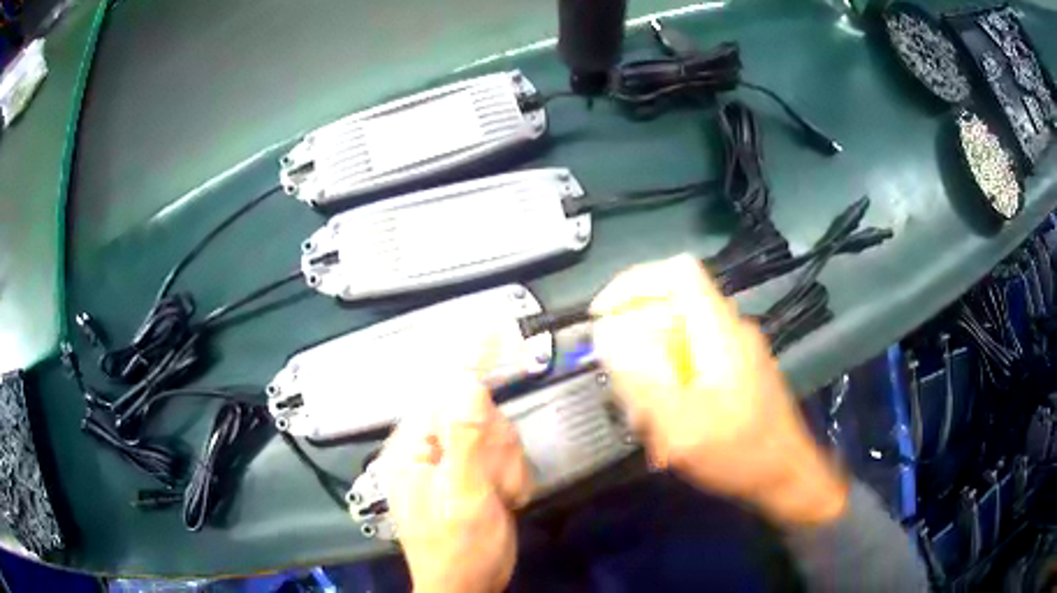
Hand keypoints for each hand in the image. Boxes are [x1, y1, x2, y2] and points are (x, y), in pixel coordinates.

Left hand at [382, 368, 533, 592]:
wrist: (468, 586)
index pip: (442, 388)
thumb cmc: (459, 548)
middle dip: (495, 444)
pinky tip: (503, 500)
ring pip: (495, 433)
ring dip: (506, 465)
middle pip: (476, 411)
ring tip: (499, 497)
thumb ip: (466, 438)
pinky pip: (503, 455)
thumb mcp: (464, 496)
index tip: (497, 330)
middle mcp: (429, 446)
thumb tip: (467, 379)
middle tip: (495, 481)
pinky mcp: (472, 474)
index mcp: (414, 446)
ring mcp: (453, 461)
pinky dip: (511, 476)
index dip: (471, 360)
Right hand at [590, 254, 848, 526]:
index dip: (634, 283)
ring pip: (680, 334)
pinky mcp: (740, 369)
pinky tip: (669, 419)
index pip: (677, 272)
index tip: (603, 315)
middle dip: (637, 337)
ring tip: (645, 412)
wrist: (787, 475)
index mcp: (719, 331)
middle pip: (673, 306)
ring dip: (652, 364)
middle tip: (623, 383)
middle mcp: (730, 329)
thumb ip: (643, 378)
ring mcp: (738, 349)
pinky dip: (671, 377)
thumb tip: (610, 335)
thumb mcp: (683, 424)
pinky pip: (694, 356)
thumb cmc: (740, 452)